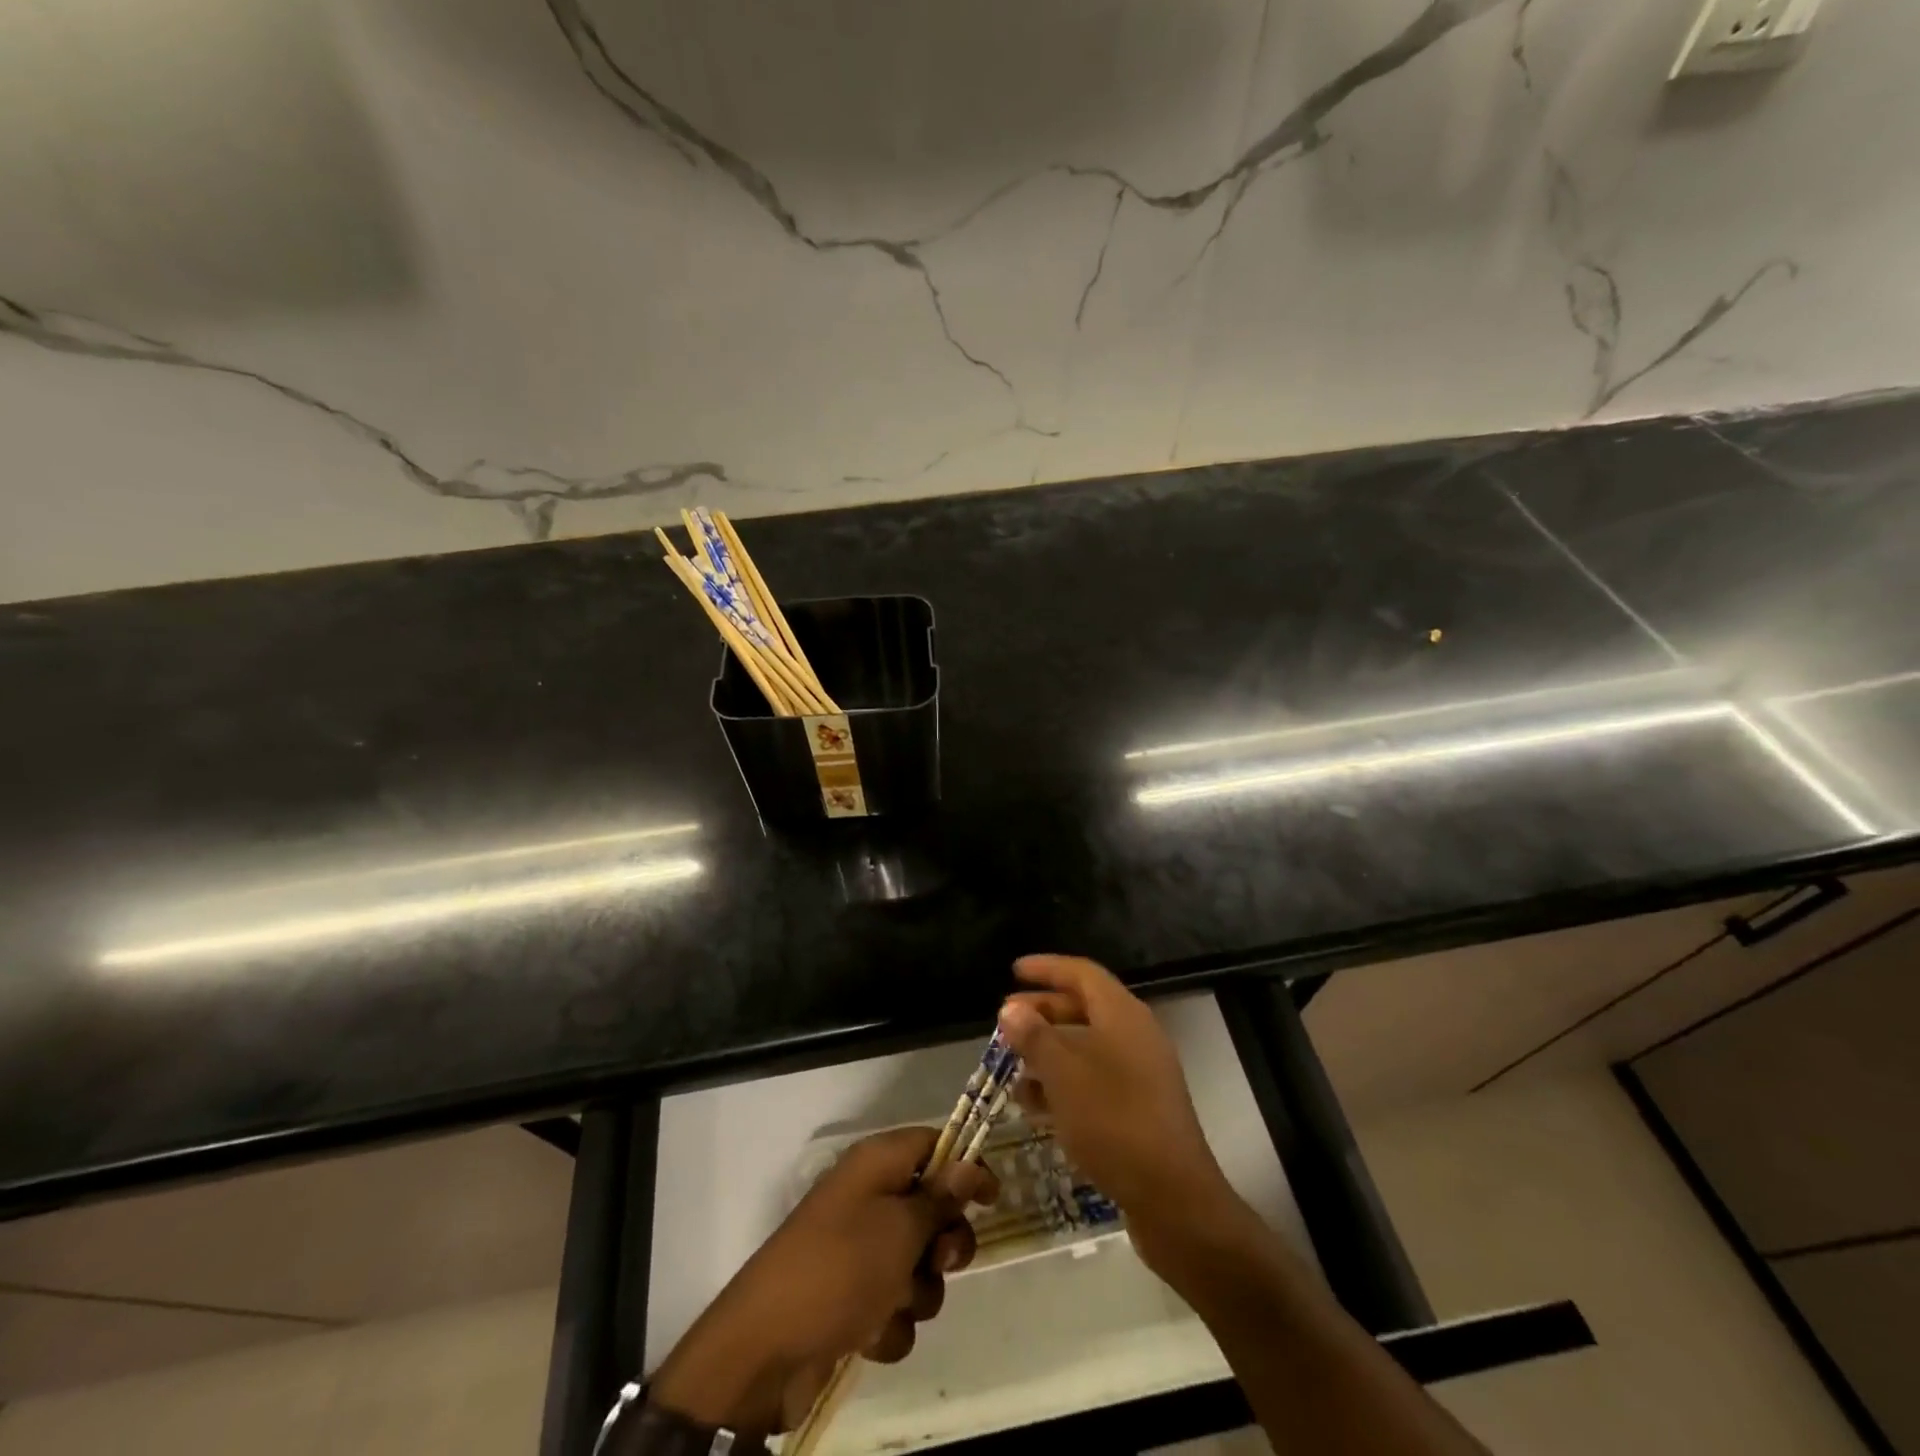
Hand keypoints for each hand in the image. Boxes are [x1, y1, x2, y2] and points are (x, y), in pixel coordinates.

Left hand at [651, 1126, 997, 1434]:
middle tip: (940, 1260)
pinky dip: (889, 1323)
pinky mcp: (851, 1298)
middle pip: (931, 1208)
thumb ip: (940, 1198)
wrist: (766, 1348)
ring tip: (894, 1304)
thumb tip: (968, 1162)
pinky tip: (870, 1335)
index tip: (993, 1199)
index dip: (965, 1166)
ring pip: (917, 1264)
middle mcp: (869, 1199)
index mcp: (876, 1164)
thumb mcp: (900, 1228)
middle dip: (945, 1242)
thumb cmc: (840, 1268)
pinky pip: (894, 1304)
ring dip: (918, 1291)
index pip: (932, 1144)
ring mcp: (858, 1250)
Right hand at [998, 955, 1235, 1264]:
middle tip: (1005, 1022)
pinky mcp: (1139, 1109)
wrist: (1174, 1199)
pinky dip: (1064, 1083)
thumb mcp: (1064, 1074)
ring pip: (1086, 1048)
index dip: (1047, 968)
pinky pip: (1095, 1080)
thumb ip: (1035, 1036)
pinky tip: (1035, 1105)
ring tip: (1012, 1066)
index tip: (1014, 970)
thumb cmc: (1114, 1122)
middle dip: (1042, 1012)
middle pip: (1084, 1008)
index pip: (1082, 973)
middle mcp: (1135, 1036)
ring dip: (1048, 1052)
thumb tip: (1011, 1008)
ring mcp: (1141, 1074)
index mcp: (1123, 1015)